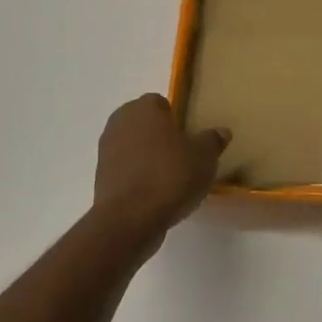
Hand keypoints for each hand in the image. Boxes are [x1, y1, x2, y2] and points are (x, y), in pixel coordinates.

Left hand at [92, 94, 229, 239]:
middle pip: (144, 124)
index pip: (160, 103)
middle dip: (160, 136)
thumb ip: (213, 140)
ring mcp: (106, 149)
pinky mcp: (100, 177)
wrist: (130, 218)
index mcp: (144, 108)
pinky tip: (154, 194)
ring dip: (147, 157)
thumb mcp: (204, 157)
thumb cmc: (170, 175)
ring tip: (169, 179)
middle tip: (182, 157)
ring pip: (133, 146)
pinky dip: (137, 177)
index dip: (175, 119)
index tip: (188, 138)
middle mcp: (120, 122)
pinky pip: (125, 169)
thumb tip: (221, 132)